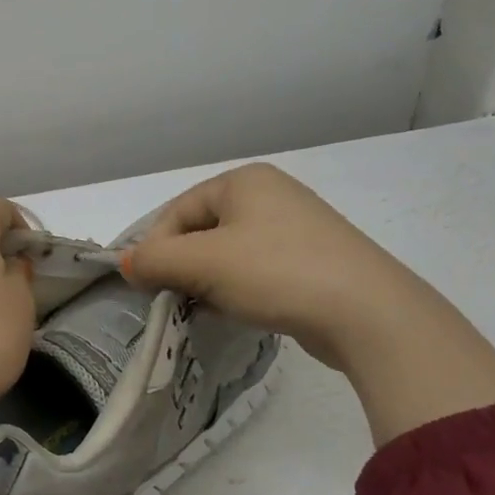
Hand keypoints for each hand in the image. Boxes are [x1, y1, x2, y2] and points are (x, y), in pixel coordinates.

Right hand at [122, 163, 412, 368]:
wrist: (368, 314)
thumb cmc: (276, 273)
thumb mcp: (203, 264)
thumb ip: (154, 260)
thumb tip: (126, 263)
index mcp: (244, 181)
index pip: (177, 211)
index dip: (156, 248)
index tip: (149, 287)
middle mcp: (271, 194)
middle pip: (203, 231)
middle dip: (184, 266)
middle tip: (177, 300)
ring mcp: (298, 227)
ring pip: (230, 253)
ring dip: (211, 281)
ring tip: (211, 309)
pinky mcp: (315, 261)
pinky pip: (259, 270)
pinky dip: (241, 289)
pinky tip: (244, 312)